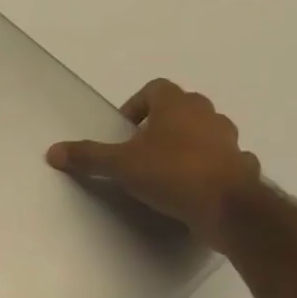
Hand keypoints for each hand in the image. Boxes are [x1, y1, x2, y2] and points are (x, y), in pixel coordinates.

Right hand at [47, 79, 261, 250]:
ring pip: (206, 133)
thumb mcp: (120, 165)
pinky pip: (225, 161)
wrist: (230, 209)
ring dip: (188, 144)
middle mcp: (207, 115)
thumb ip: (88, 156)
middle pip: (181, 108)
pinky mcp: (244, 168)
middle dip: (162, 124)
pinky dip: (211, 168)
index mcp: (177, 105)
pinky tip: (197, 188)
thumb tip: (52, 152)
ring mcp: (230, 141)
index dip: (138, 105)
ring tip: (167, 169)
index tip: (125, 130)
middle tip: (142, 149)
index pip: (156, 88)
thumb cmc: (172, 173)